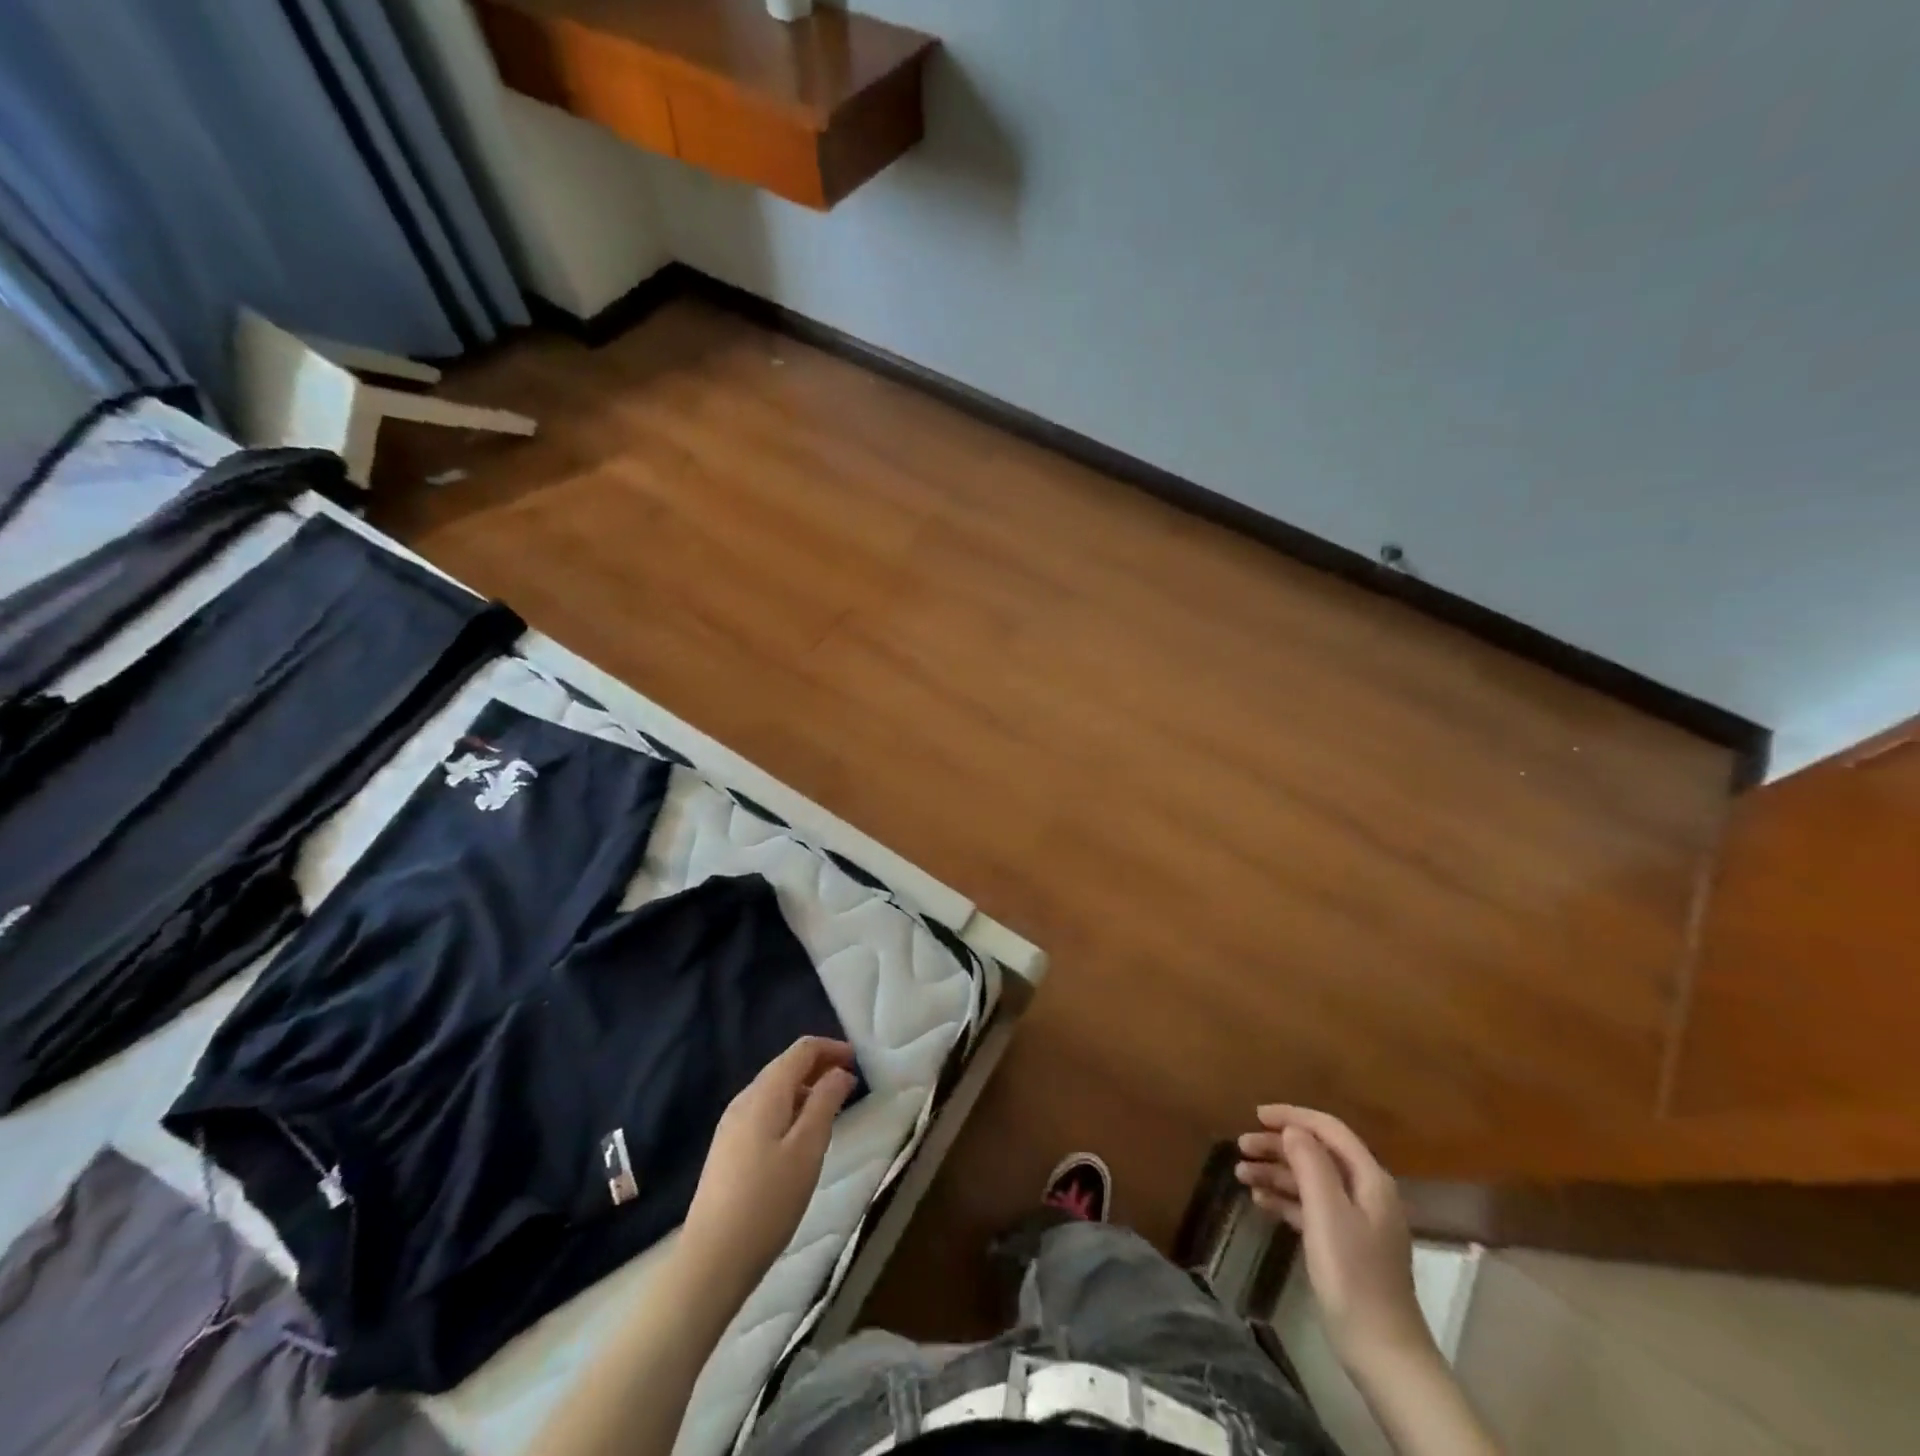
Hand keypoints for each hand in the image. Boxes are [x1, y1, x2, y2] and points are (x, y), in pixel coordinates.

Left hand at [683, 1037, 857, 1284]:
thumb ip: (826, 1102)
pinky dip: (790, 1109)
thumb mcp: (808, 1149)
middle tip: (850, 1085)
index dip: (831, 1048)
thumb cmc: (768, 1202)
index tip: (858, 1062)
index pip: (802, 1050)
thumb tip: (839, 1071)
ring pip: (775, 1090)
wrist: (711, 1261)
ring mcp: (731, 1125)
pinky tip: (801, 1137)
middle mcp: (744, 1099)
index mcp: (765, 1093)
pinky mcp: (727, 1149)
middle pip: (786, 1066)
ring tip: (832, 1110)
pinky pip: (764, 1112)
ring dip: (806, 1089)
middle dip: (820, 1067)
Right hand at [1235, 1106, 1431, 1374]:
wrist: (1381, 1351)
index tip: (1256, 1115)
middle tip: (1240, 1147)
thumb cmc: (1353, 1275)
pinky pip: (1310, 1206)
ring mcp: (1355, 1220)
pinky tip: (1259, 1202)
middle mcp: (1365, 1192)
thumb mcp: (1327, 1213)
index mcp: (1369, 1179)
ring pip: (1310, 1180)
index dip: (1293, 1116)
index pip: (1329, 1130)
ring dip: (1276, 1172)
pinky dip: (1284, 1199)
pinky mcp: (1344, 1243)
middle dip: (1277, 1146)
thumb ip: (1310, 1164)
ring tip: (1241, 1175)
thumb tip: (1292, 1129)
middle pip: (1317, 1153)